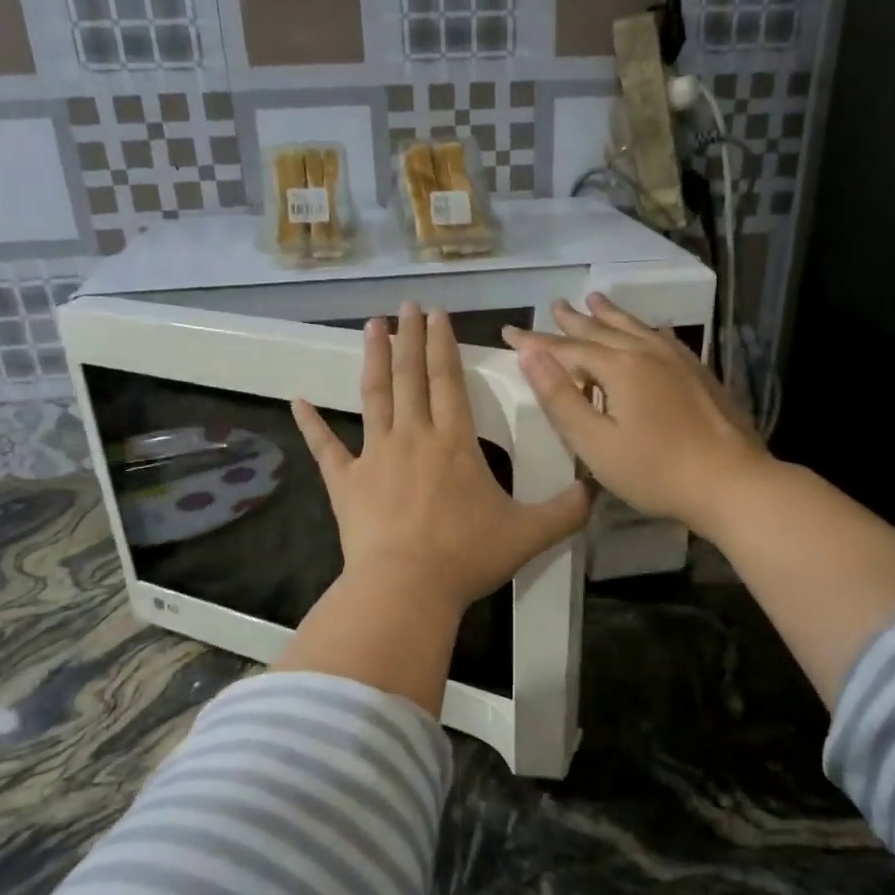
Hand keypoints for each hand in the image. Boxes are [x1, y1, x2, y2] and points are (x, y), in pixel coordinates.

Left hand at [294, 304, 590, 617]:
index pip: (448, 379)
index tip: (437, 315)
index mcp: (454, 442)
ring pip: (374, 395)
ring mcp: (374, 456)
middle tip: (407, 306)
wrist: (405, 588)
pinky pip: (325, 448)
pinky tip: (298, 401)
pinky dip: (311, 424)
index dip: (442, 344)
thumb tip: (597, 490)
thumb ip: (566, 511)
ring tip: (372, 326)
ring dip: (373, 358)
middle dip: (410, 336)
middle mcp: (413, 436)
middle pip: (410, 375)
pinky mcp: (345, 482)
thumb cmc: (466, 557)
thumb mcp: (529, 534)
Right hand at [505, 294, 771, 538]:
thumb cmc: (655, 471)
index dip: (535, 341)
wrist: (732, 483)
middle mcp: (647, 352)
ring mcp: (678, 360)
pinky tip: (650, 329)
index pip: (565, 348)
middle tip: (554, 306)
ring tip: (594, 299)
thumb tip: (530, 355)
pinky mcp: (699, 374)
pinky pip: (663, 338)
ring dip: (609, 315)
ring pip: (635, 328)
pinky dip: (645, 329)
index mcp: (619, 367)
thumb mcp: (595, 443)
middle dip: (572, 320)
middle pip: (601, 330)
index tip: (509, 332)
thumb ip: (560, 398)